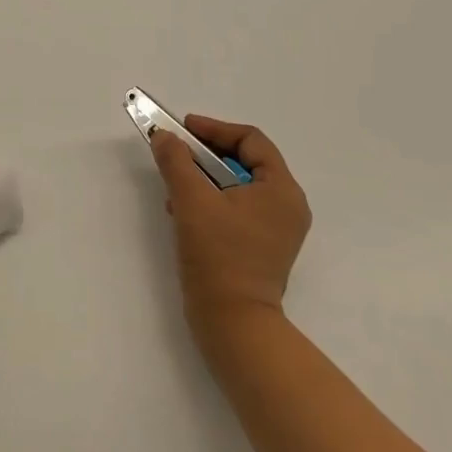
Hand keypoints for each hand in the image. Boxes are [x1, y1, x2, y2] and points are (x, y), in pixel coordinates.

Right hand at [151, 116, 310, 351]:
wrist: (233, 323)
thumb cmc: (218, 256)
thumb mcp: (191, 201)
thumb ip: (176, 161)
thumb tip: (164, 136)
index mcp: (282, 189)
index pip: (250, 140)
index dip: (214, 129)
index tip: (183, 128)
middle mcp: (287, 206)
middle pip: (245, 162)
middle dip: (206, 154)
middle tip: (176, 152)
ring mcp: (277, 230)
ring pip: (238, 187)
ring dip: (204, 178)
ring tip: (175, 186)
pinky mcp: (263, 248)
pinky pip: (238, 209)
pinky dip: (212, 201)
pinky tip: (183, 212)